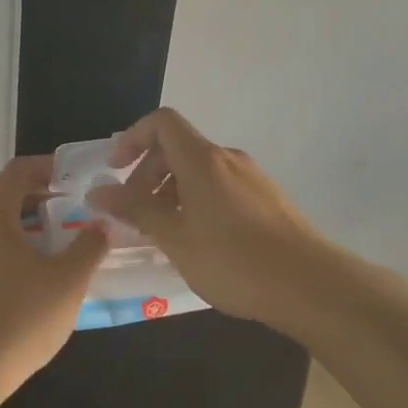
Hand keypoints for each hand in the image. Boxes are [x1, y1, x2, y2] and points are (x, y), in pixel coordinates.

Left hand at [0, 156, 107, 394]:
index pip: (17, 172)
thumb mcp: (68, 283)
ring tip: (29, 262)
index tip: (67, 181)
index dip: (45, 169)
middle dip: (28, 207)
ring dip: (3, 237)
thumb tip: (100, 226)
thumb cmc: (20, 321)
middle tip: (58, 224)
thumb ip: (89, 246)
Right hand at [89, 108, 333, 326]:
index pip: (161, 122)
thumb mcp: (175, 238)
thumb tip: (97, 191)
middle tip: (134, 214)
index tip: (115, 170)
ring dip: (172, 192)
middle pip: (178, 148)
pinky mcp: (268, 199)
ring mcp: (252, 178)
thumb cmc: (233, 261)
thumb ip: (136, 210)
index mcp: (202, 160)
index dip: (132, 138)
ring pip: (200, 171)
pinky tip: (198, 241)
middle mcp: (228, 159)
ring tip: (163, 233)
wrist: (310, 285)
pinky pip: (221, 187)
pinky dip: (197, 202)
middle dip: (147, 174)